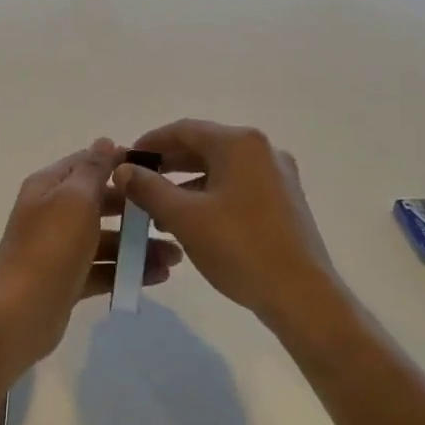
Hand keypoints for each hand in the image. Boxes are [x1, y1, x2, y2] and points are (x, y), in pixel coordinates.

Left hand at [0, 138, 183, 363]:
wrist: (19, 315)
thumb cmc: (50, 248)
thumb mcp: (75, 199)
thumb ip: (93, 169)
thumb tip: (105, 141)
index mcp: (49, 187)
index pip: (87, 163)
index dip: (120, 163)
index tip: (158, 171)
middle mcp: (52, 213)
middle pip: (100, 203)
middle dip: (136, 210)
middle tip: (170, 217)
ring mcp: (60, 249)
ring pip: (106, 239)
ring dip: (138, 245)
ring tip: (174, 257)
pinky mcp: (68, 280)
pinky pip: (103, 269)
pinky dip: (127, 271)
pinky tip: (159, 276)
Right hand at [112, 120, 339, 327]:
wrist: (302, 295)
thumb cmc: (239, 247)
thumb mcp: (184, 217)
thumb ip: (148, 188)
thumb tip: (122, 170)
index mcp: (240, 144)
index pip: (183, 130)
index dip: (149, 143)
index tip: (124, 161)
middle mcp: (262, 150)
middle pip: (203, 146)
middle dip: (166, 165)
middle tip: (136, 185)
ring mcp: (277, 176)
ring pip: (219, 169)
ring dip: (185, 185)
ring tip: (156, 211)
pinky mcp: (283, 201)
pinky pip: (236, 187)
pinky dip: (209, 197)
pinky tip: (190, 223)